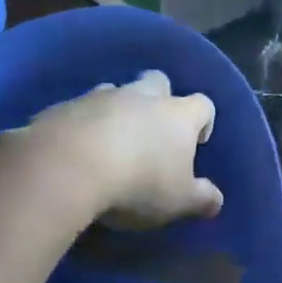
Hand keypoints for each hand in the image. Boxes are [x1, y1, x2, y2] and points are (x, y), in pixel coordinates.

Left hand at [24, 70, 221, 228]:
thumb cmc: (138, 183)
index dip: (203, 121)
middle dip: (159, 99)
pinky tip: (77, 150)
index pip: (203, 104)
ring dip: (118, 109)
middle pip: (158, 81)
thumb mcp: (179, 201)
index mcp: (178, 115)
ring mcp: (101, 97)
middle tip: (153, 132)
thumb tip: (216, 201)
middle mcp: (142, 96)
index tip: (197, 143)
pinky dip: (84, 123)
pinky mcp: (64, 106)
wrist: (67, 167)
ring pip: (116, 91)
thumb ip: (201, 199)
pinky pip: (80, 109)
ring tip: (112, 141)